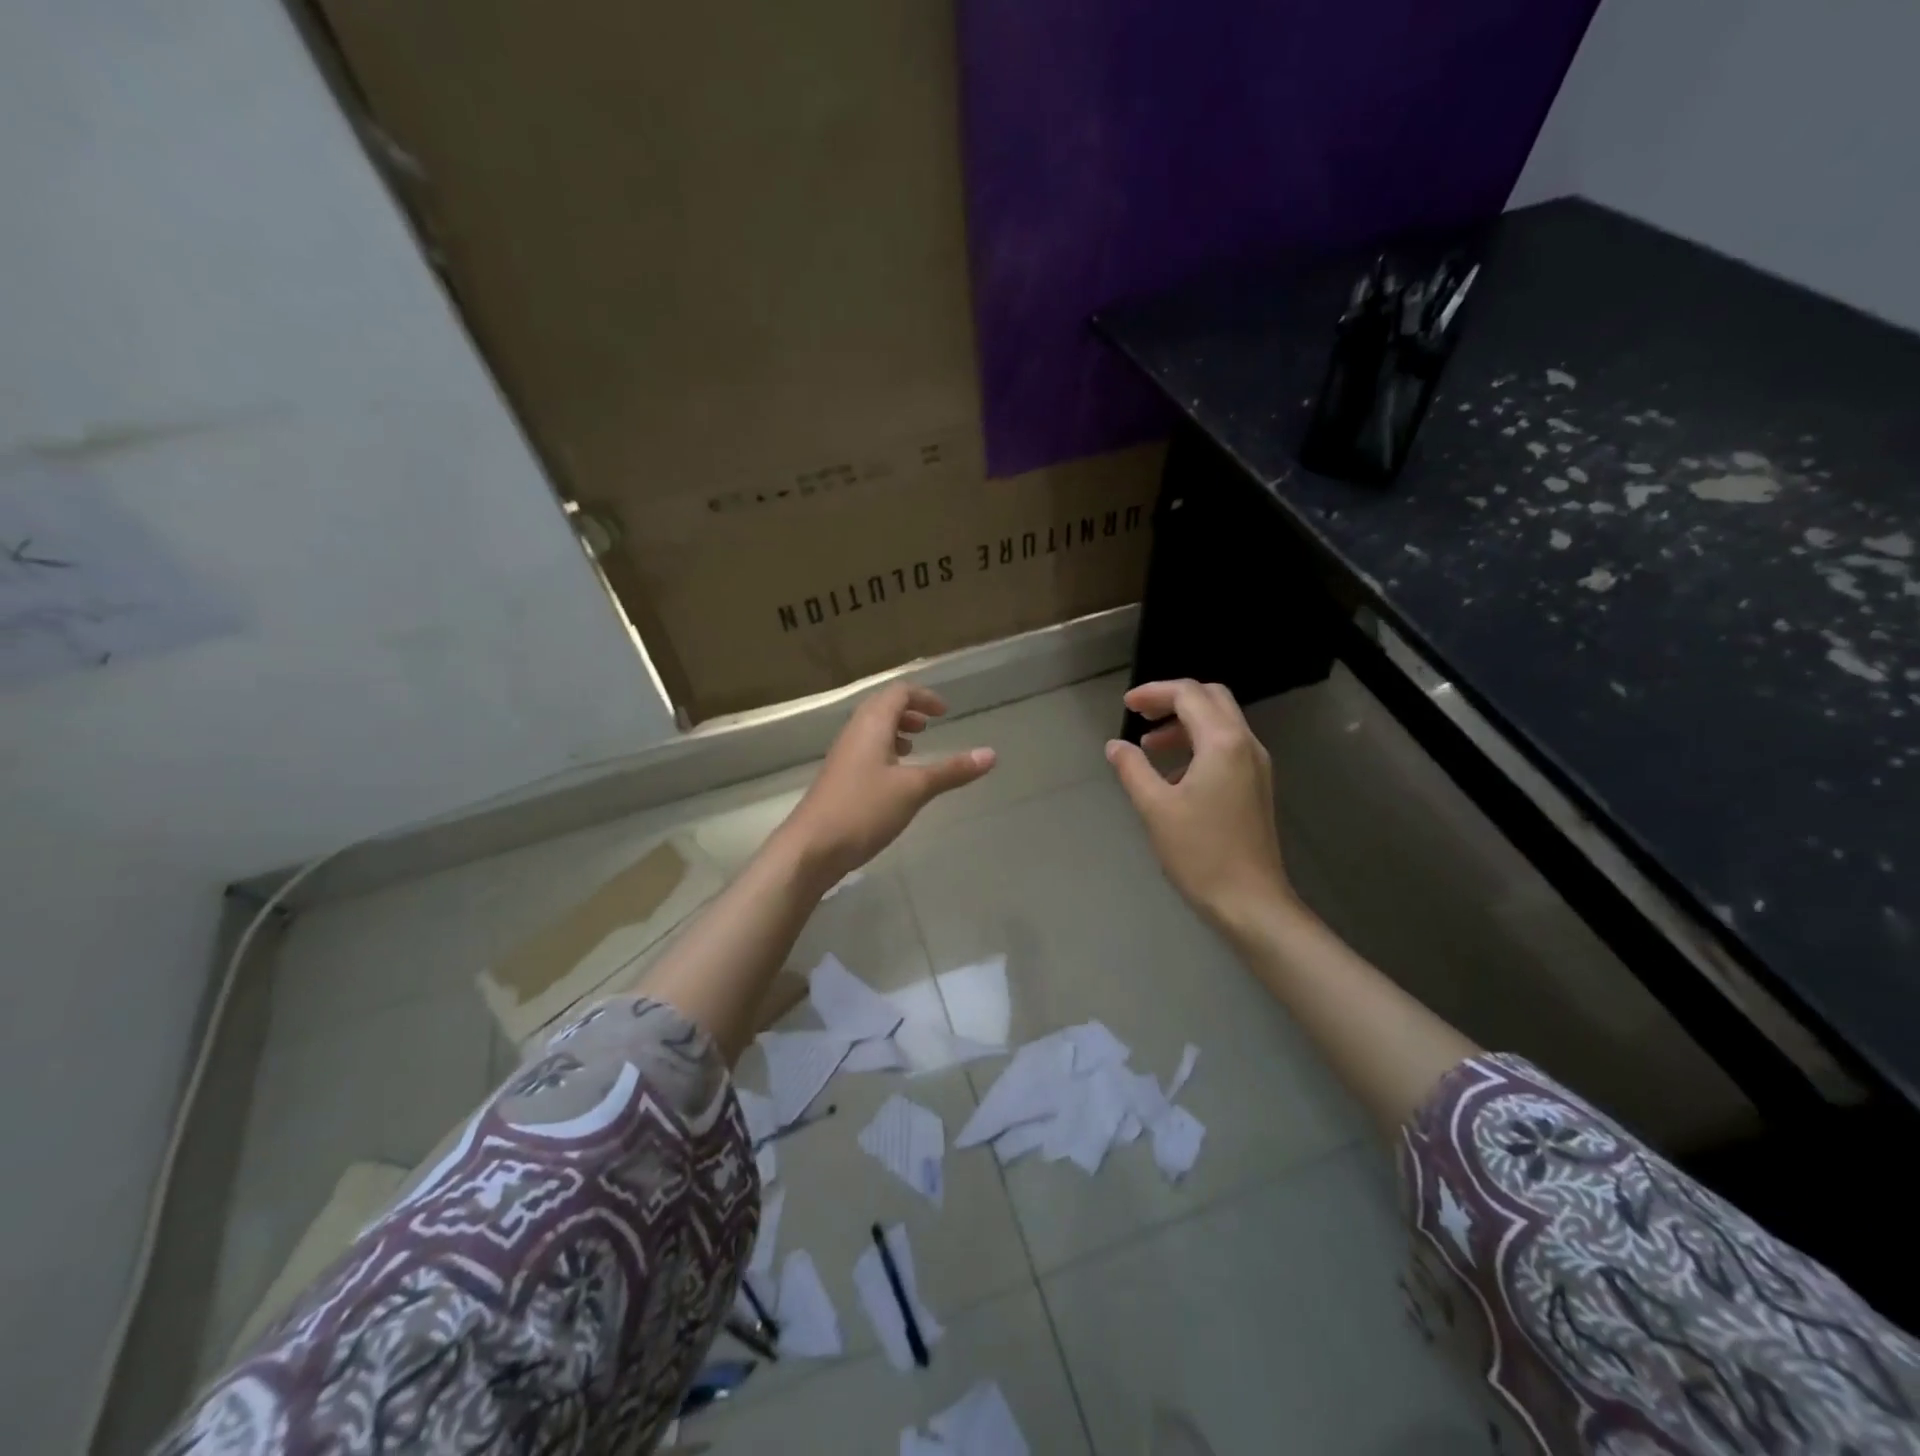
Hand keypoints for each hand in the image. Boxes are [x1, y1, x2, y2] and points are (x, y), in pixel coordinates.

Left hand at [776, 683, 995, 885]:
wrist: (811, 848)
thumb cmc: (863, 810)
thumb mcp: (914, 789)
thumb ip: (951, 771)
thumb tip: (991, 754)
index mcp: (871, 725)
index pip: (898, 693)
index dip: (923, 697)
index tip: (945, 712)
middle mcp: (854, 733)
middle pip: (882, 707)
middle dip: (908, 711)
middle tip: (930, 724)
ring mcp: (843, 756)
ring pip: (872, 730)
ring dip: (895, 731)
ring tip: (915, 748)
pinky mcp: (839, 778)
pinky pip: (865, 750)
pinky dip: (884, 751)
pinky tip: (895, 778)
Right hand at [1105, 680, 1295, 936]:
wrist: (1251, 902)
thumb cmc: (1200, 853)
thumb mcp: (1155, 808)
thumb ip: (1132, 768)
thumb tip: (1115, 746)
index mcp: (1223, 742)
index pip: (1188, 694)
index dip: (1154, 692)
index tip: (1126, 706)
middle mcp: (1246, 744)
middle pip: (1211, 699)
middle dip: (1173, 700)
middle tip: (1141, 716)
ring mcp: (1257, 765)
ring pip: (1221, 722)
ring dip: (1185, 724)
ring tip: (1150, 747)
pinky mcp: (1257, 786)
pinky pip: (1227, 747)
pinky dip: (1199, 745)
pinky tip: (1174, 776)